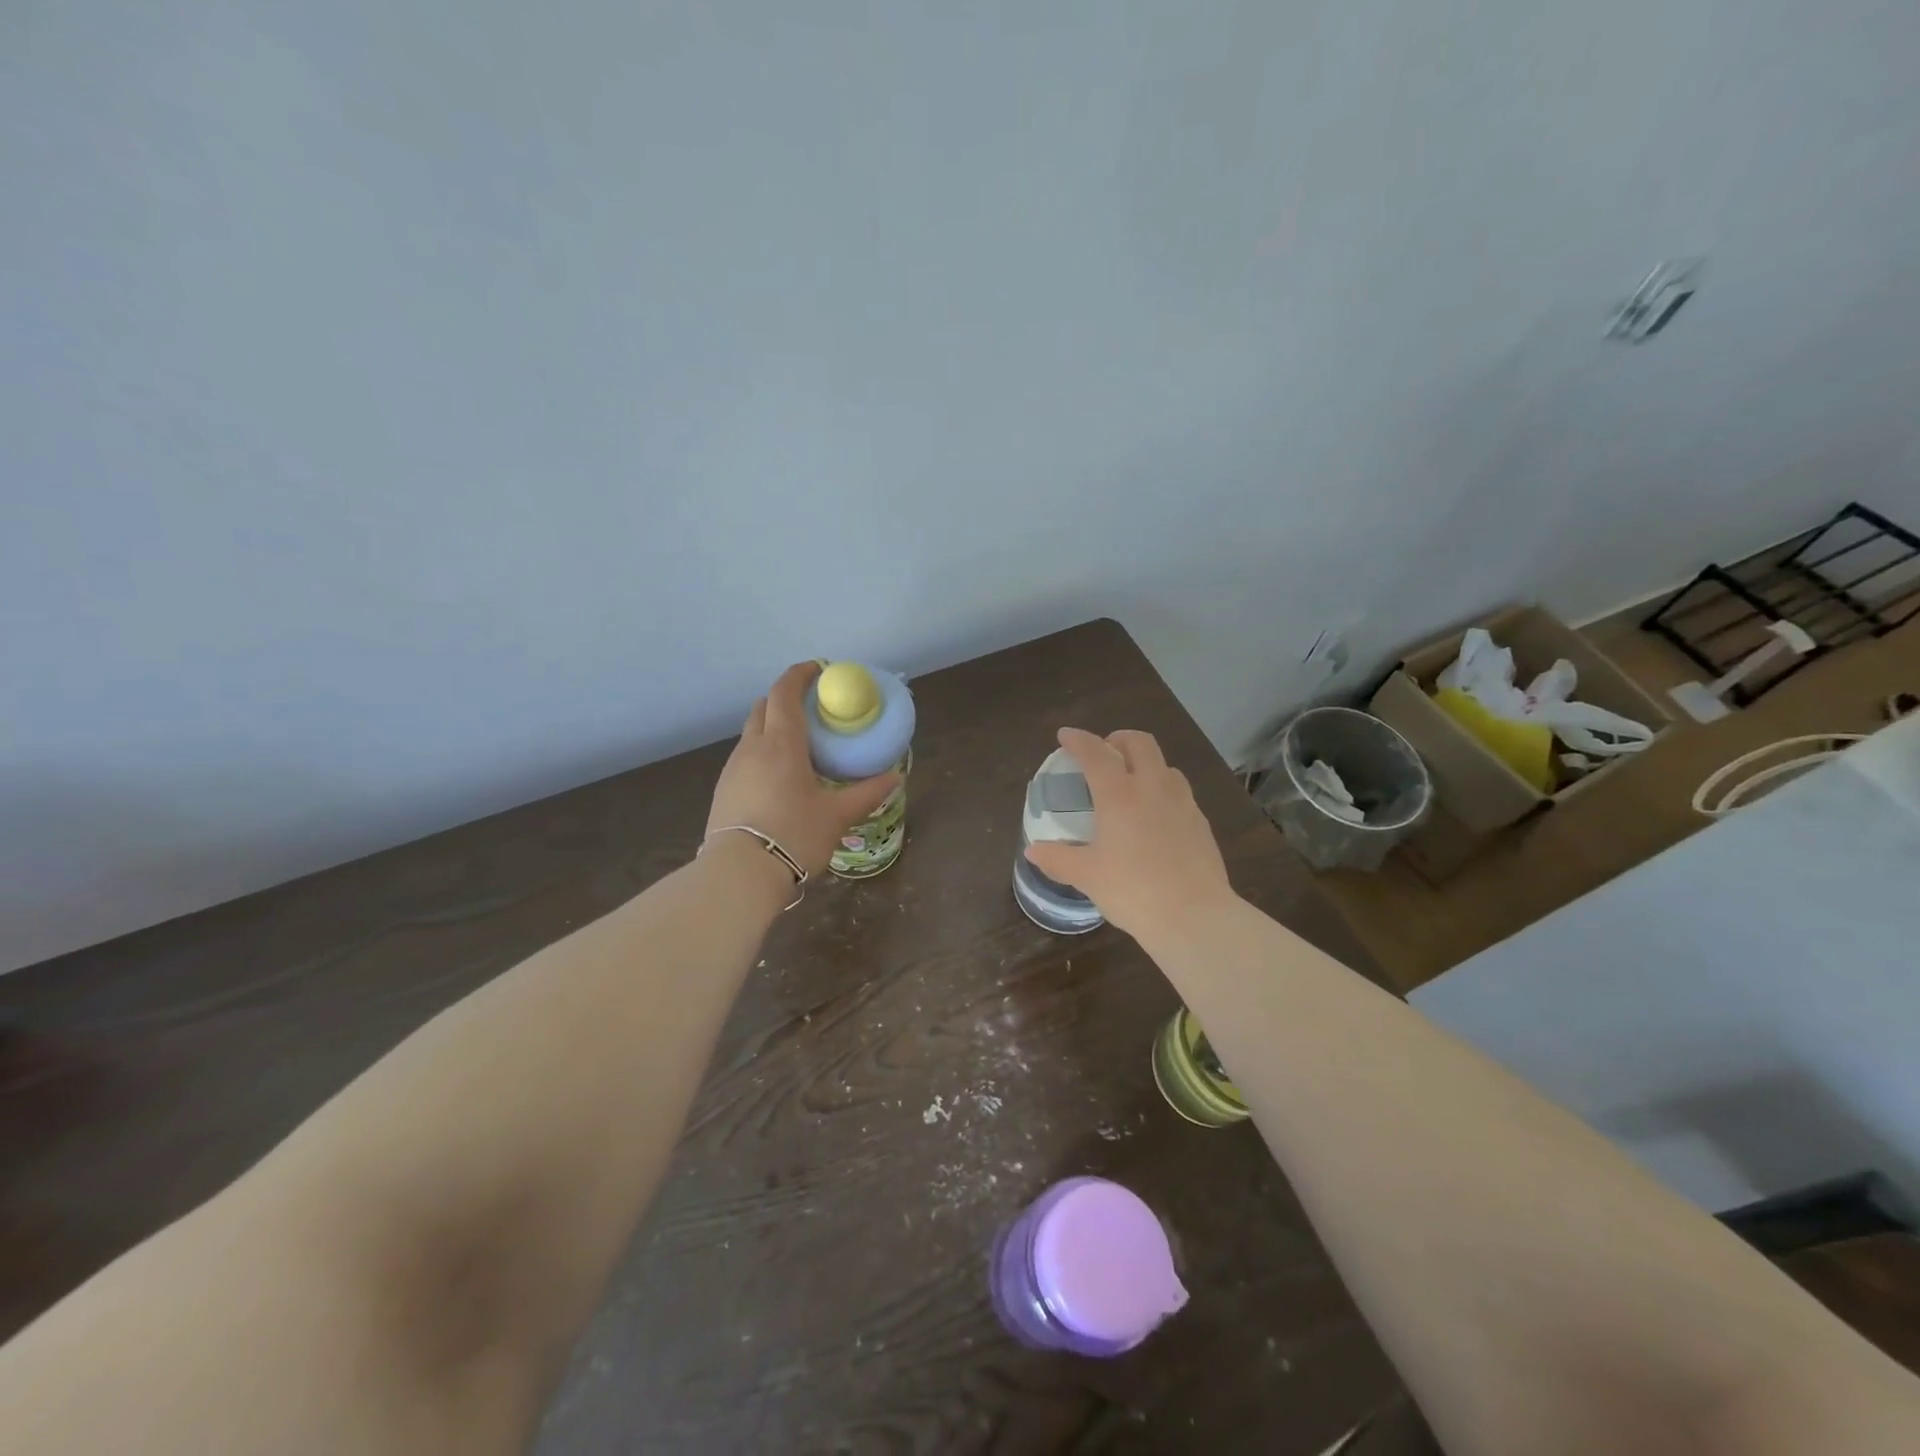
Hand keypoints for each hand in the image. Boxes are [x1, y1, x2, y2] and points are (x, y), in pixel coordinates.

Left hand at [707, 663, 901, 877]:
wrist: (739, 874)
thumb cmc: (794, 835)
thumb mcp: (838, 815)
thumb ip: (867, 793)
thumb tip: (896, 777)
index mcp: (781, 743)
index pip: (785, 692)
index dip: (799, 675)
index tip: (817, 669)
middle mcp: (752, 747)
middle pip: (764, 707)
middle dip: (785, 699)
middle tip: (811, 709)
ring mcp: (733, 769)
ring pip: (752, 733)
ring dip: (772, 728)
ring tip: (799, 747)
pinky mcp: (723, 791)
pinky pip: (745, 758)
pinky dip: (762, 753)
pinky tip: (779, 779)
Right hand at [1024, 727, 1236, 938]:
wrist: (1194, 916)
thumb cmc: (1133, 890)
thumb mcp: (1087, 876)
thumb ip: (1058, 859)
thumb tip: (1034, 851)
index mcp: (1119, 795)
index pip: (1096, 753)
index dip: (1079, 740)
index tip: (1066, 735)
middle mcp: (1153, 788)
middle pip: (1139, 743)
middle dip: (1118, 740)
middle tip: (1103, 754)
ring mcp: (1182, 803)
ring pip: (1164, 765)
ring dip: (1144, 763)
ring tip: (1131, 784)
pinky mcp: (1201, 823)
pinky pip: (1180, 792)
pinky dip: (1162, 790)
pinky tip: (1155, 817)